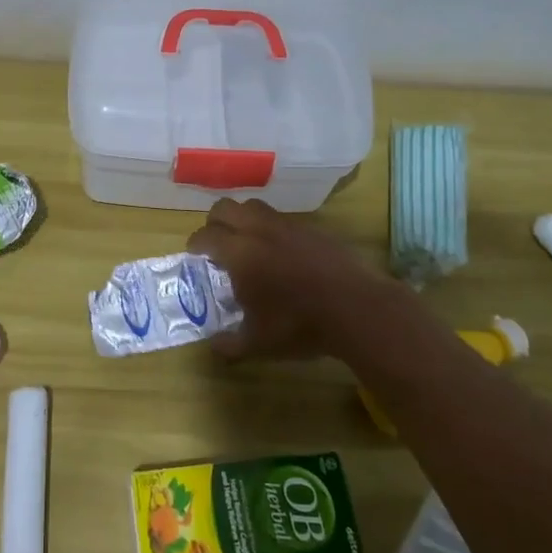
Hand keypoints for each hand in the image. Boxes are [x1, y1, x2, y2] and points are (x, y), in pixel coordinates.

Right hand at [185, 197, 401, 358]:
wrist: (357, 309)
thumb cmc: (300, 325)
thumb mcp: (258, 343)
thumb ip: (229, 344)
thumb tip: (213, 345)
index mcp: (239, 253)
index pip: (205, 236)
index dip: (195, 244)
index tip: (194, 255)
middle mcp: (258, 230)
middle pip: (224, 208)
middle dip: (214, 223)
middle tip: (216, 245)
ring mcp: (287, 225)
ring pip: (253, 207)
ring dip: (242, 219)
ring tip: (246, 243)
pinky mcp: (311, 228)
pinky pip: (280, 219)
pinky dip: (270, 228)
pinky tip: (279, 252)